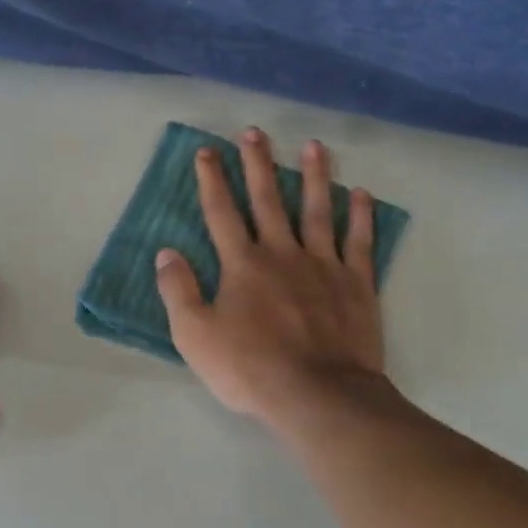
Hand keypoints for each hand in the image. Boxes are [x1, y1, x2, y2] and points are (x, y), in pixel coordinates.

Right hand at [155, 128, 384, 425]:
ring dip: (315, 176)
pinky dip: (361, 216)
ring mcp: (323, 265)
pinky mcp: (356, 283)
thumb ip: (178, 291)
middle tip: (256, 132)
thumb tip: (166, 253)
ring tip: (315, 146)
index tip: (206, 151)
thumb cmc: (250, 368)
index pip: (222, 212)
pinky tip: (361, 194)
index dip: (212, 180)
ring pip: (318, 210)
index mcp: (242, 264)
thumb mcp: (195, 336)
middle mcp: (282, 253)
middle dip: (259, 164)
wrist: (318, 395)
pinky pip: (359, 242)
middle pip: (268, 199)